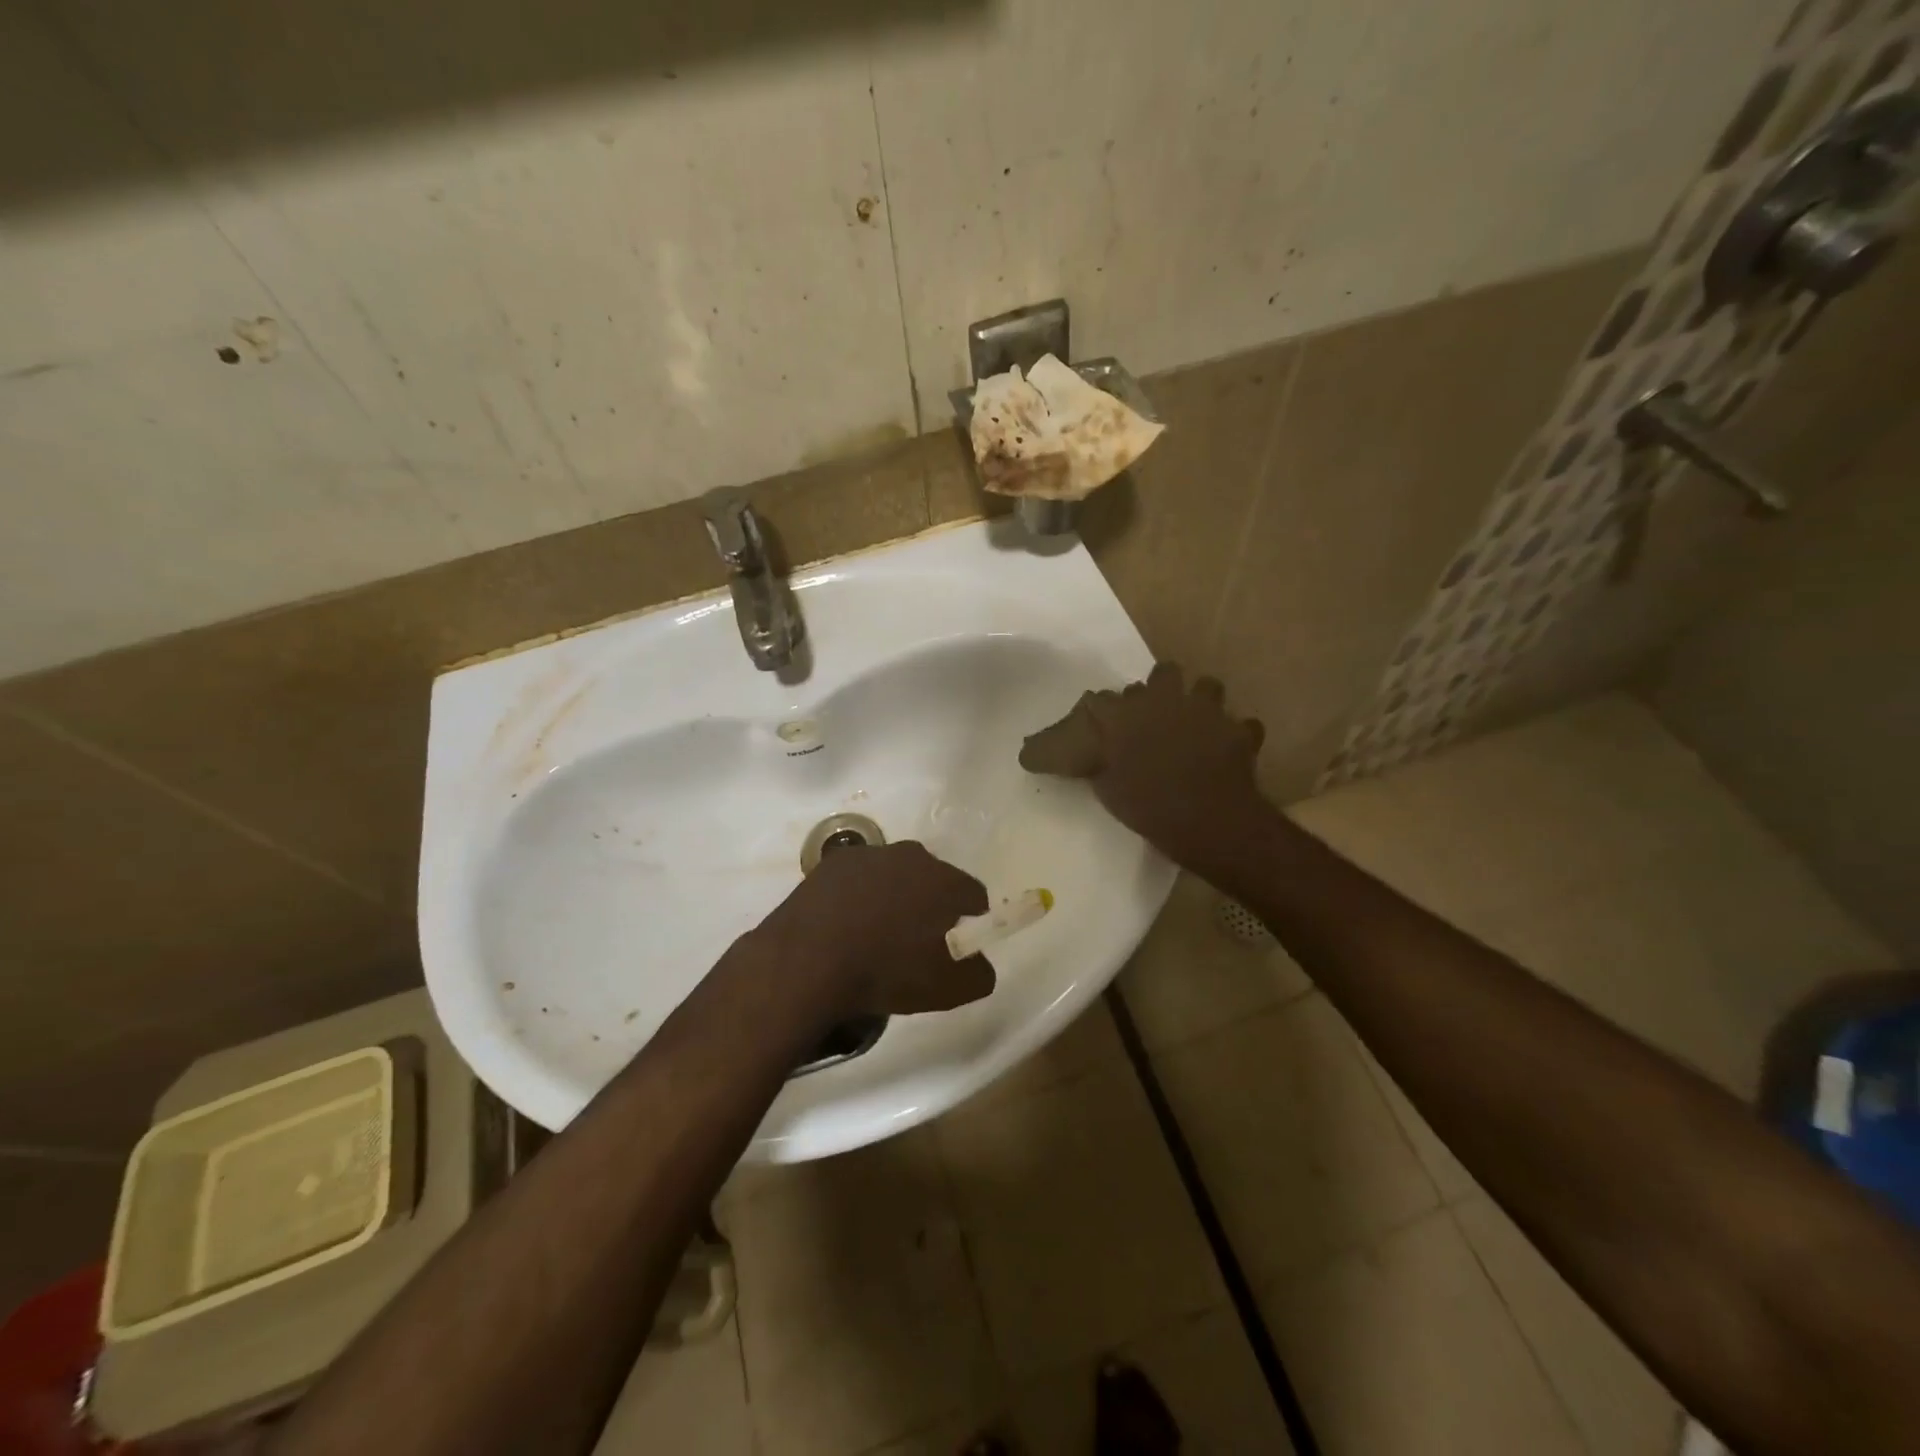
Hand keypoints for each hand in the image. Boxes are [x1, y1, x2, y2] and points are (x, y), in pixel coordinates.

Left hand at [758, 840, 994, 1018]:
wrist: (807, 963)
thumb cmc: (886, 972)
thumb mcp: (950, 989)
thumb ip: (979, 973)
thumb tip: (978, 963)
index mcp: (945, 879)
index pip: (973, 895)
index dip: (970, 922)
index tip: (957, 947)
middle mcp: (911, 855)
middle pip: (933, 879)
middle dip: (931, 905)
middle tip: (916, 943)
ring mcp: (868, 854)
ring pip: (894, 876)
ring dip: (893, 898)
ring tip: (876, 936)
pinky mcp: (831, 863)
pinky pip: (857, 880)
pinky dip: (857, 897)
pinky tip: (845, 927)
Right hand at [1020, 662, 1269, 873]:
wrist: (1204, 818)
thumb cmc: (1147, 806)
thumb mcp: (1108, 789)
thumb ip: (1103, 764)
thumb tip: (1101, 757)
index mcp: (1126, 714)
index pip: (1104, 698)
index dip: (1104, 709)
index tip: (1104, 722)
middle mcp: (1166, 701)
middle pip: (1163, 673)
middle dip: (1159, 687)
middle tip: (1155, 712)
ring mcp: (1206, 711)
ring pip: (1207, 685)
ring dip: (1201, 699)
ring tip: (1196, 720)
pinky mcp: (1238, 730)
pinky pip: (1242, 724)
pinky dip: (1236, 734)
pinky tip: (1229, 747)